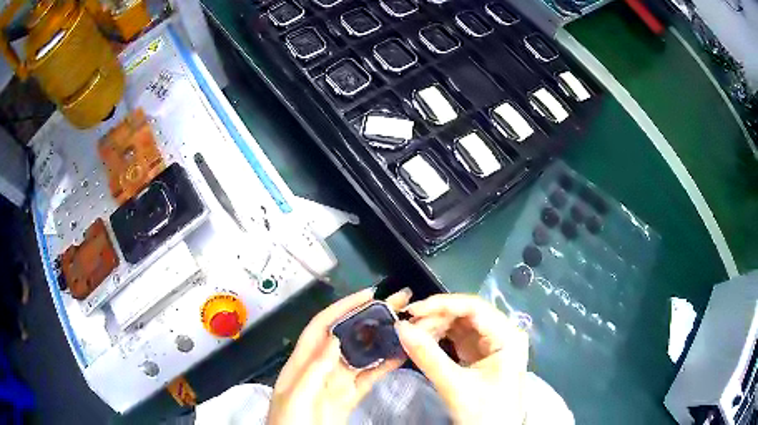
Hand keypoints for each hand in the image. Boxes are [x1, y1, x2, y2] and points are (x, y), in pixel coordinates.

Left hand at [267, 287, 412, 424]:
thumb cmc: (288, 422)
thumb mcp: (295, 396)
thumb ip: (313, 370)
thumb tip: (335, 338)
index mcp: (302, 362)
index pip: (322, 326)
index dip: (343, 308)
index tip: (367, 295)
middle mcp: (322, 367)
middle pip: (346, 337)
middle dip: (368, 320)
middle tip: (395, 307)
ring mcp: (337, 382)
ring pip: (361, 355)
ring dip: (380, 341)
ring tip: (402, 327)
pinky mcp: (350, 396)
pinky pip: (369, 377)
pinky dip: (384, 366)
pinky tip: (401, 356)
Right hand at [396, 294, 528, 424]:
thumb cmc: (484, 412)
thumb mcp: (455, 386)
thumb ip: (427, 356)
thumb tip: (399, 327)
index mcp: (507, 336)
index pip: (474, 307)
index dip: (442, 304)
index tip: (413, 310)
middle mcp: (503, 334)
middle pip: (467, 314)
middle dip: (436, 318)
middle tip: (408, 327)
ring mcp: (493, 344)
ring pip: (461, 325)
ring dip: (436, 327)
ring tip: (413, 335)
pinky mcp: (482, 355)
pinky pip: (459, 338)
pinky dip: (440, 338)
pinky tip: (424, 342)